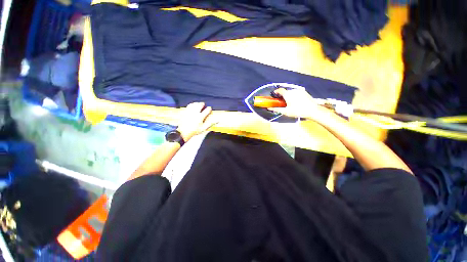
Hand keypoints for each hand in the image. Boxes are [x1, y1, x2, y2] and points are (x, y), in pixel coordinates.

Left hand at [177, 102, 214, 141]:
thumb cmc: (194, 131)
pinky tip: (192, 105)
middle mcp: (195, 113)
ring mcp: (189, 112)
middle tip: (204, 104)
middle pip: (199, 105)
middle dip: (202, 104)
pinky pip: (189, 106)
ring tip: (198, 103)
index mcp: (200, 117)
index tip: (210, 108)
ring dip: (197, 103)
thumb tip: (217, 120)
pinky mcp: (185, 112)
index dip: (209, 109)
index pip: (206, 110)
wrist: (183, 132)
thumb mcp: (204, 128)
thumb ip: (210, 123)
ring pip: (194, 104)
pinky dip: (191, 104)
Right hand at [268, 88, 332, 121]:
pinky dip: (294, 95)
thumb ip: (276, 109)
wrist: (312, 110)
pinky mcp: (304, 92)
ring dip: (288, 95)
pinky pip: (296, 92)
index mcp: (288, 94)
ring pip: (291, 92)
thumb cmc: (298, 111)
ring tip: (289, 103)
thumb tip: (269, 108)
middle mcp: (293, 90)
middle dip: (282, 95)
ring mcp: (299, 91)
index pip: (280, 90)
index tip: (274, 95)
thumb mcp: (286, 112)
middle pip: (285, 91)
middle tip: (282, 102)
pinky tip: (296, 102)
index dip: (276, 92)